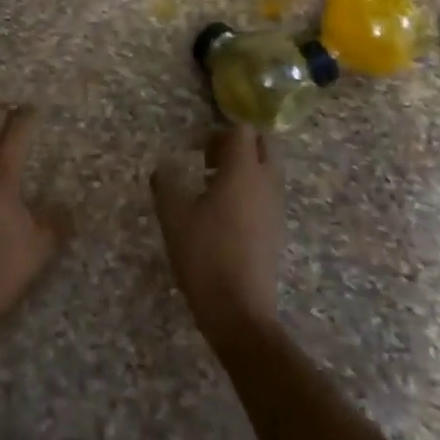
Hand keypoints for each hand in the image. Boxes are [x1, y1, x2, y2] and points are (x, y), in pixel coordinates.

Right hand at [151, 126, 283, 348]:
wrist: (239, 310)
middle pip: (261, 145)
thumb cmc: (204, 254)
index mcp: (243, 170)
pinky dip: (249, 191)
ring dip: (244, 168)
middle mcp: (266, 181)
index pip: (242, 129)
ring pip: (266, 170)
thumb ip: (166, 183)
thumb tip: (163, 167)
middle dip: (236, 145)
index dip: (219, 132)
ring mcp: (275, 206)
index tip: (197, 148)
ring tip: (211, 188)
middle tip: (207, 161)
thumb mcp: (173, 216)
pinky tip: (223, 215)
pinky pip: (266, 194)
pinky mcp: (276, 229)